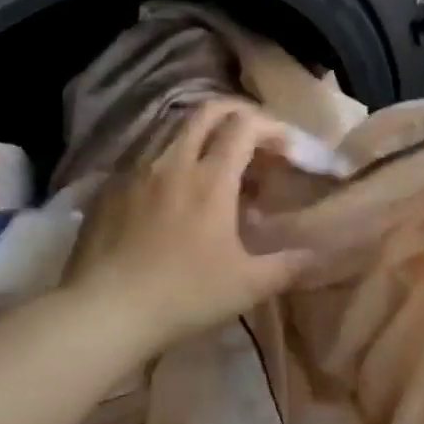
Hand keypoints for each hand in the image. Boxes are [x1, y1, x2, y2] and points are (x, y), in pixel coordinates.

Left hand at [66, 100, 312, 348]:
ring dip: (201, 134)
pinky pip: (145, 155)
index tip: (286, 148)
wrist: (106, 311)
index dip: (271, 128)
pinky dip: (169, 158)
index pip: (244, 126)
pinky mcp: (109, 188)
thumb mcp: (247, 286)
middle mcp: (172, 162)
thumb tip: (317, 255)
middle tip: (254, 139)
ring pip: (172, 129)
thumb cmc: (185, 295)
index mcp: (210, 179)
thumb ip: (288, 265)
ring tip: (215, 164)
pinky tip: (172, 190)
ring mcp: (135, 172)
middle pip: (206, 112)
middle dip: (237, 114)